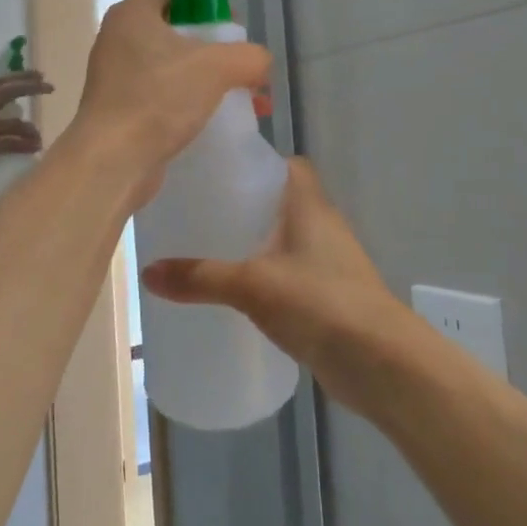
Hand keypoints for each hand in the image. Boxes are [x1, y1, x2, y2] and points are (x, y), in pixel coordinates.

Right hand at [0, 71, 51, 183]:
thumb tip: (24, 110)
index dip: (20, 76)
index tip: (41, 75)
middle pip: (3, 93)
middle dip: (28, 88)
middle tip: (49, 88)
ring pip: (9, 123)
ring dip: (29, 129)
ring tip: (39, 137)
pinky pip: (6, 144)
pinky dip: (23, 145)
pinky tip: (35, 148)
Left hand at [70, 0, 271, 193]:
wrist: (114, 160)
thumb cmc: (159, 98)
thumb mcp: (217, 68)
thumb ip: (249, 57)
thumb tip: (260, 64)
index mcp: (133, 14)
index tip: (227, 22)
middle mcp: (118, 38)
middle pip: (172, 26)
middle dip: (208, 42)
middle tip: (235, 61)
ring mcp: (114, 75)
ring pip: (168, 64)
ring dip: (200, 76)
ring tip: (233, 95)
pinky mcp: (118, 108)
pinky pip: (159, 94)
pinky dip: (184, 101)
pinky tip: (210, 119)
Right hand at [140, 160, 414, 414]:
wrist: (379, 362)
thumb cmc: (319, 302)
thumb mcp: (251, 286)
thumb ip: (200, 277)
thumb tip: (147, 272)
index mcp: (310, 206)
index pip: (290, 165)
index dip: (259, 163)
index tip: (220, 172)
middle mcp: (324, 226)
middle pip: (283, 202)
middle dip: (247, 206)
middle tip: (202, 213)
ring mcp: (331, 263)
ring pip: (287, 241)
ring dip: (258, 244)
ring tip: (211, 251)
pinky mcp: (330, 297)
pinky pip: (293, 275)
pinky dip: (269, 278)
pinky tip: (240, 295)